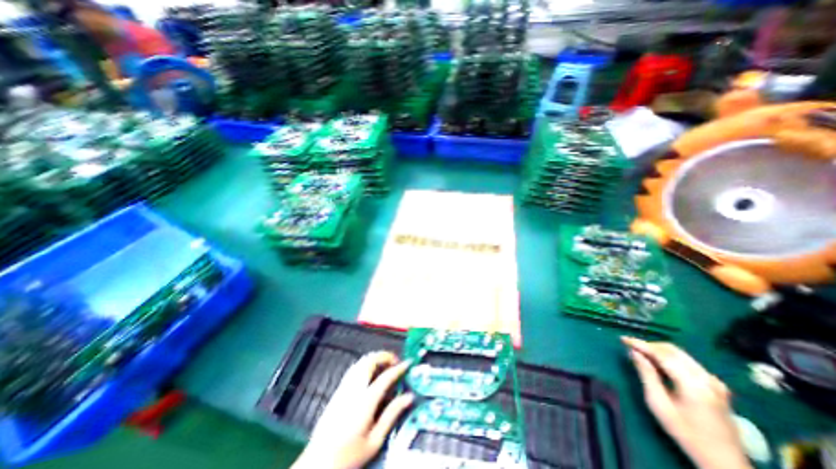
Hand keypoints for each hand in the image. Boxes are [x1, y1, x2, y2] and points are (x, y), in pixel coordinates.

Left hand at [291, 351, 412, 468]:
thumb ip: (392, 415)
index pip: (386, 377)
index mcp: (365, 401)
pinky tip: (370, 373)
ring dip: (374, 358)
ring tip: (385, 365)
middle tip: (395, 362)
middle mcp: (354, 389)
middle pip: (370, 361)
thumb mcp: (375, 441)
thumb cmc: (349, 457)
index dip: (399, 368)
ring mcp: (344, 388)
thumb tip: (408, 397)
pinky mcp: (337, 391)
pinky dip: (365, 364)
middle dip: (385, 356)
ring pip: (360, 362)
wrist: (318, 464)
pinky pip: (354, 369)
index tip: (408, 363)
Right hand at [620, 337, 751, 468]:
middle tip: (631, 348)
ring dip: (659, 351)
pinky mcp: (716, 385)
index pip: (662, 354)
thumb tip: (634, 352)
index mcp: (693, 384)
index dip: (640, 344)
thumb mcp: (659, 404)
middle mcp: (706, 378)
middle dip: (649, 346)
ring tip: (642, 355)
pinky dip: (670, 358)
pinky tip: (660, 365)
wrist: (725, 461)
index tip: (623, 339)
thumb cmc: (686, 433)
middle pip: (673, 351)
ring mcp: (714, 382)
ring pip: (681, 354)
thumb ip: (646, 374)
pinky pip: (688, 362)